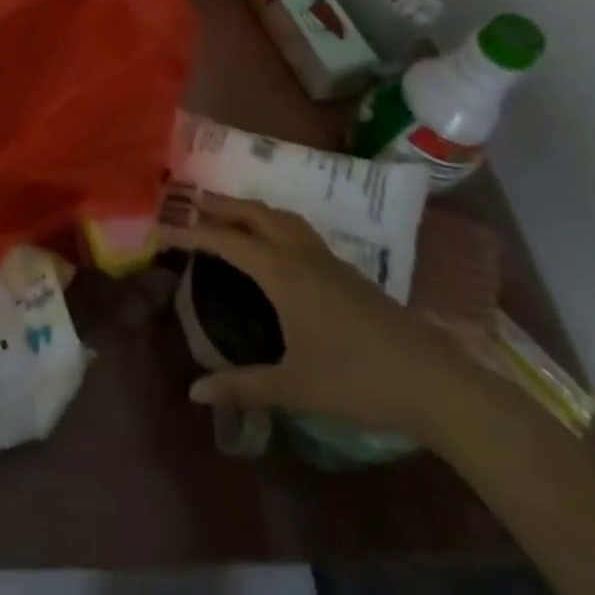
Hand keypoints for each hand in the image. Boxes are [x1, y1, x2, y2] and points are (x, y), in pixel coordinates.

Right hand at [158, 193, 488, 448]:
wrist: (433, 380)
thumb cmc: (357, 380)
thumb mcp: (294, 387)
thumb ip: (243, 386)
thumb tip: (194, 392)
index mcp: (283, 272)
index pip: (226, 241)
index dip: (191, 232)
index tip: (161, 227)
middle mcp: (300, 253)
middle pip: (254, 214)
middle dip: (220, 205)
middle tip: (190, 201)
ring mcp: (327, 258)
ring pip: (280, 217)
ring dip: (250, 209)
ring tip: (228, 213)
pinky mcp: (345, 270)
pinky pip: (297, 230)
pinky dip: (273, 222)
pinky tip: (274, 244)